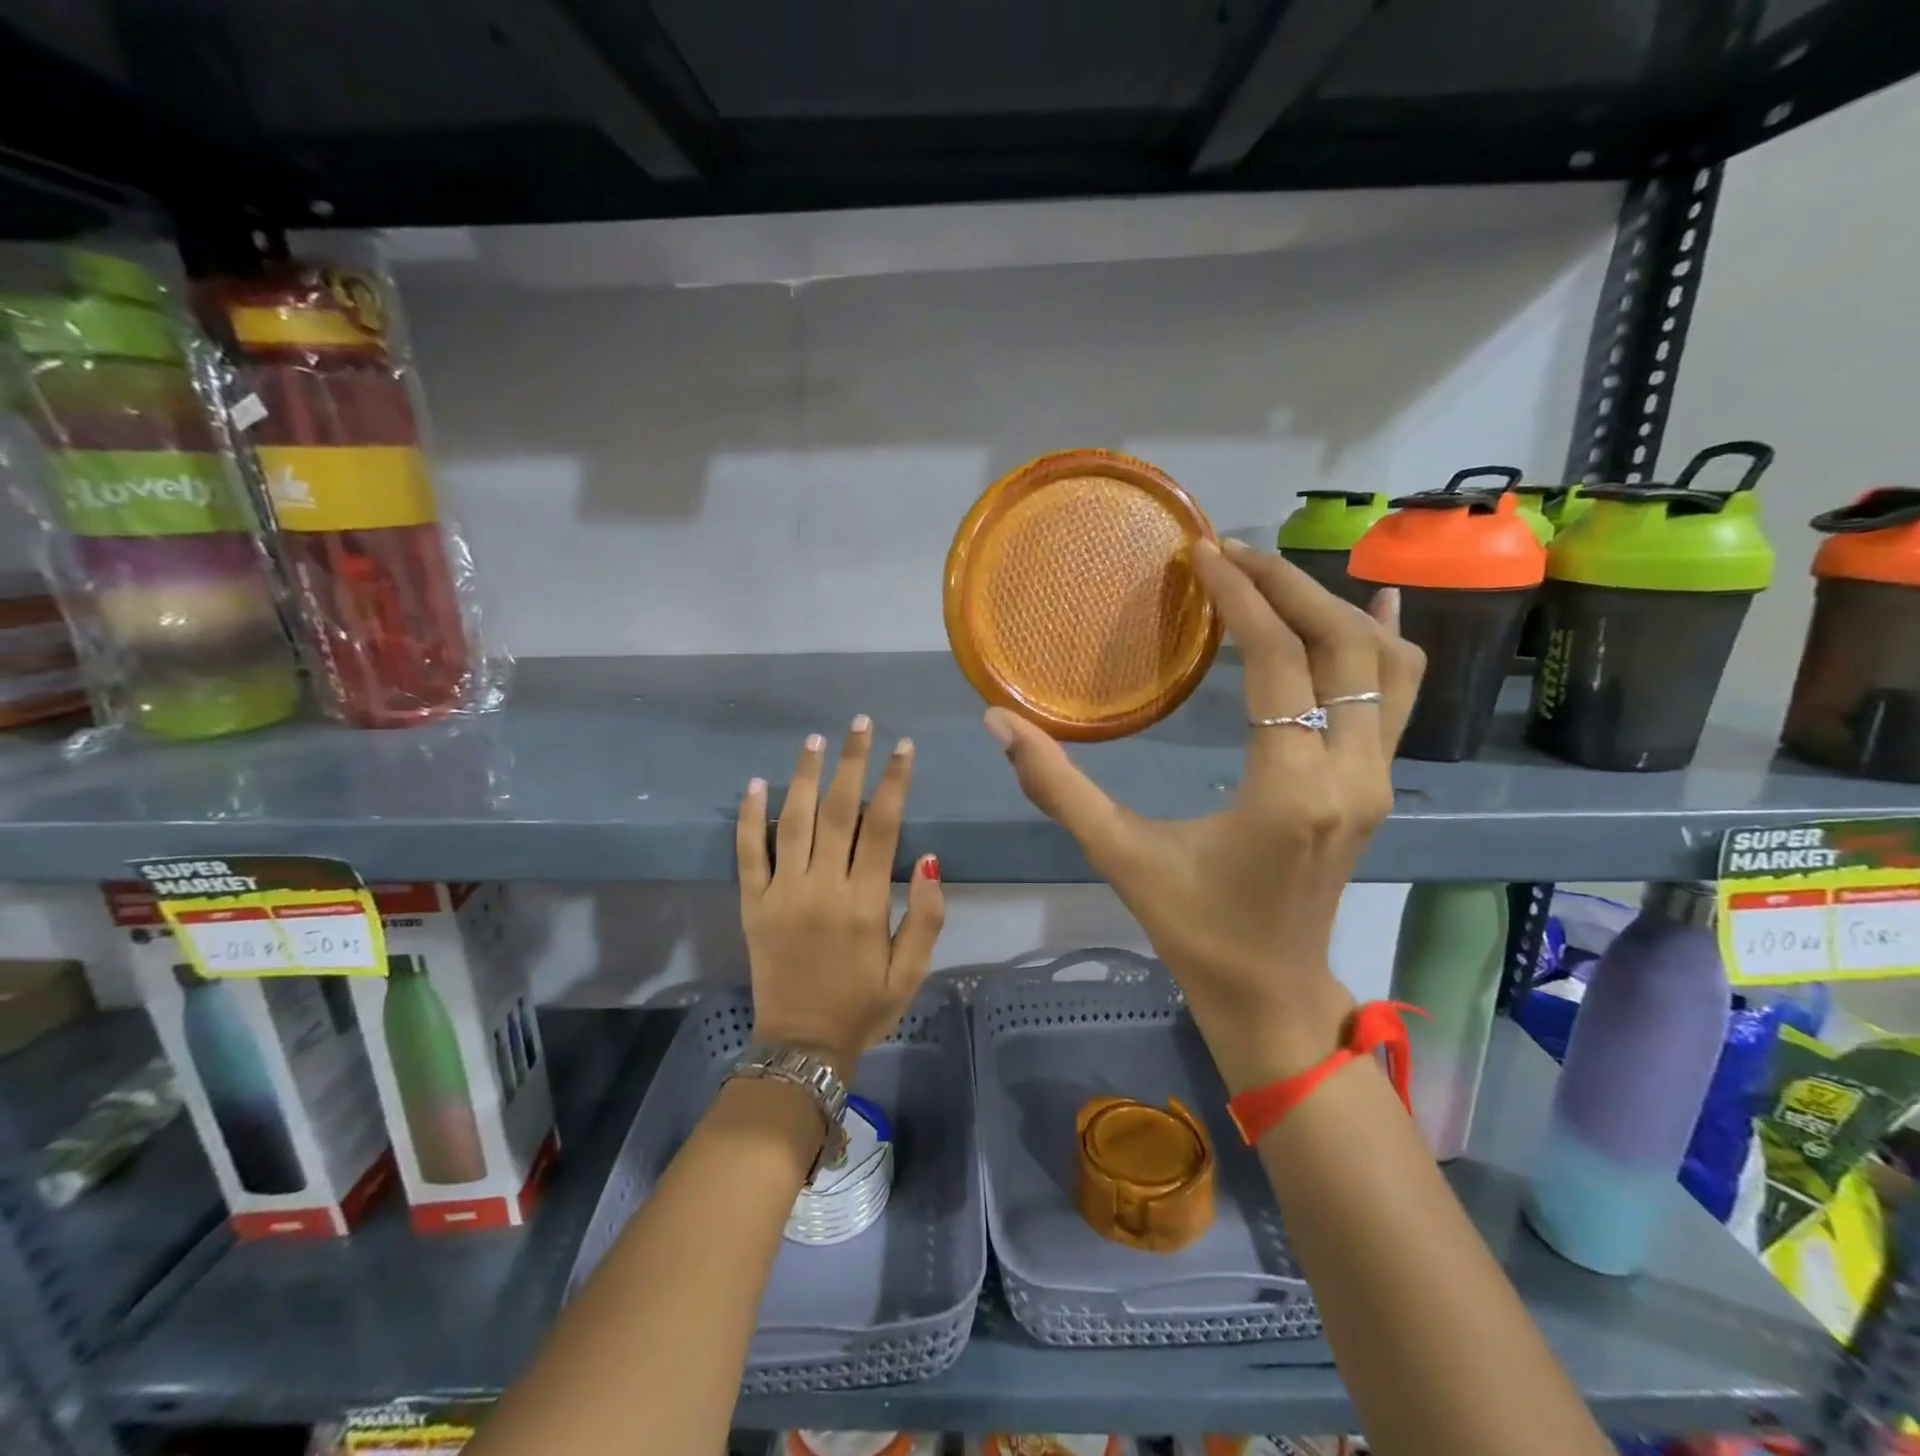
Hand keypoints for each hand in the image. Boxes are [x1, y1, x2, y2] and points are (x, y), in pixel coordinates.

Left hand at [736, 718, 945, 1077]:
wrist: (802, 1045)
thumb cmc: (864, 1006)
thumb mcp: (912, 972)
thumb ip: (928, 915)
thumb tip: (931, 857)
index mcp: (865, 903)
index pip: (882, 826)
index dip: (895, 782)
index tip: (903, 747)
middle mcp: (822, 888)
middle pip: (837, 811)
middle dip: (852, 762)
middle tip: (860, 724)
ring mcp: (782, 894)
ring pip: (793, 821)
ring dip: (804, 776)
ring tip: (815, 740)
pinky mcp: (753, 904)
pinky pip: (749, 853)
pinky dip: (750, 817)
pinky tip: (756, 783)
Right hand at [985, 540, 1423, 1089]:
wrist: (1270, 991)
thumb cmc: (1194, 928)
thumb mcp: (1119, 855)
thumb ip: (1057, 787)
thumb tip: (998, 723)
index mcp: (1287, 790)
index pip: (1278, 663)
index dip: (1241, 599)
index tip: (1204, 556)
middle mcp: (1350, 776)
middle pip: (1341, 647)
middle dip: (1287, 586)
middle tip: (1231, 553)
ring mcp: (1376, 781)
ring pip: (1383, 667)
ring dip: (1334, 608)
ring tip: (1279, 572)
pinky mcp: (1378, 786)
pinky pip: (1399, 698)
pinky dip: (1387, 645)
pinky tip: (1371, 608)